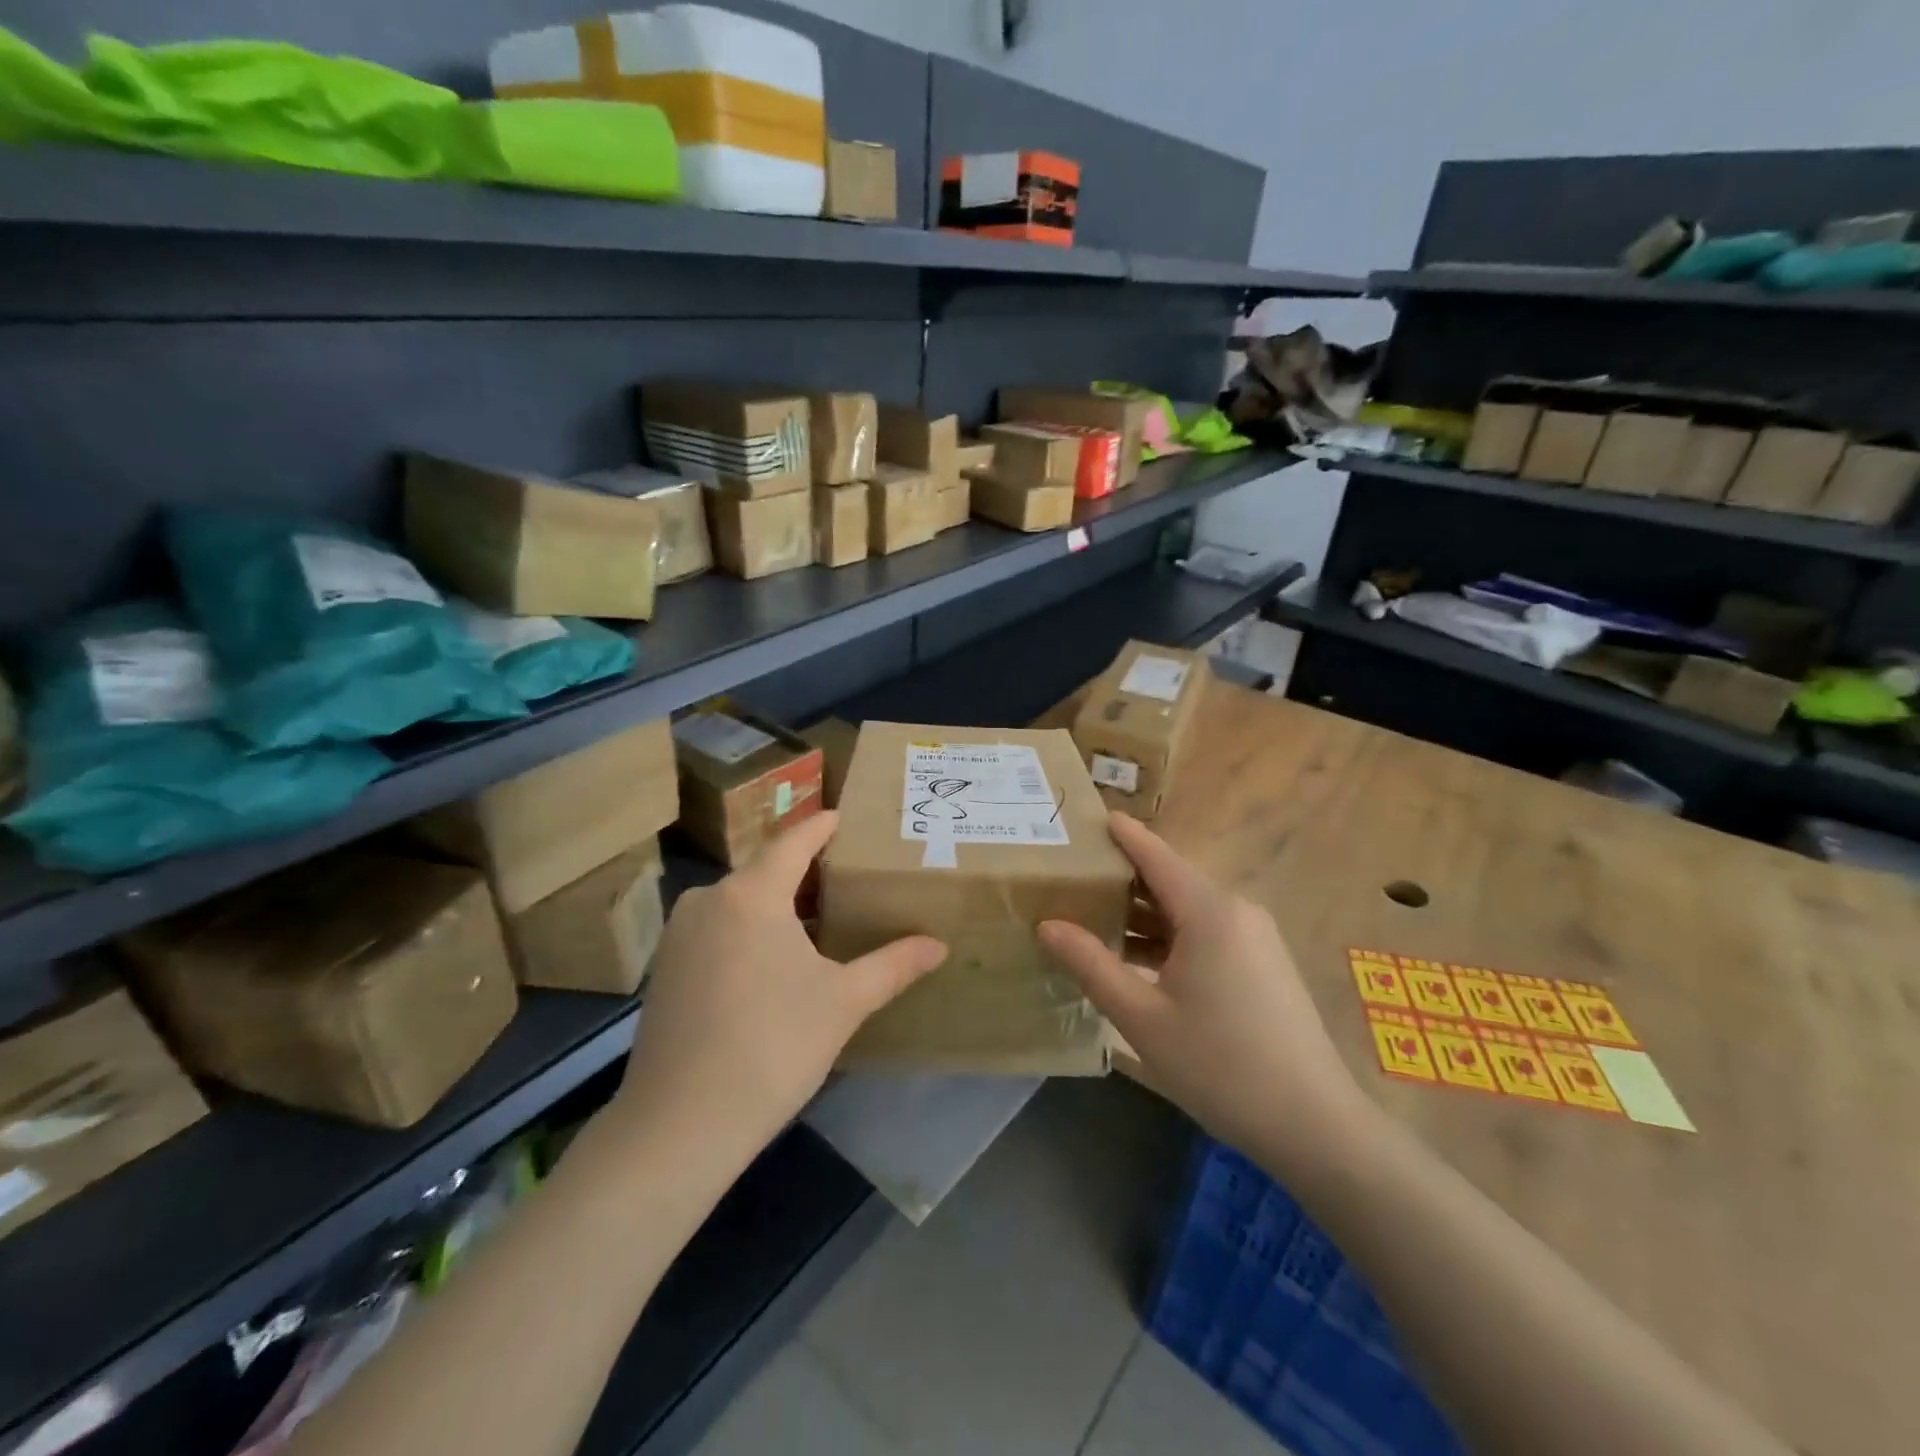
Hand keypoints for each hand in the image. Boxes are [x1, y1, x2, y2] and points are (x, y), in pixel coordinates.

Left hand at [613, 811, 947, 1167]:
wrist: (678, 1126)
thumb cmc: (772, 1047)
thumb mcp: (843, 1002)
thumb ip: (893, 965)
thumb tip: (939, 945)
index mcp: (751, 894)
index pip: (793, 842)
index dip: (820, 826)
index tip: (842, 817)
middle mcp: (708, 900)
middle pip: (764, 871)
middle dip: (803, 872)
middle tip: (844, 878)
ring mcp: (678, 934)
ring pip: (738, 902)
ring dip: (775, 905)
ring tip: (814, 920)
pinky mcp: (664, 969)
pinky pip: (716, 929)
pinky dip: (747, 931)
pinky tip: (770, 962)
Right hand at [1038, 814, 1372, 1175]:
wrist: (1315, 1126)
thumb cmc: (1220, 1065)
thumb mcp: (1141, 1017)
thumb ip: (1091, 964)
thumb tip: (1047, 925)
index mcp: (1209, 911)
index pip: (1155, 854)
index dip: (1121, 834)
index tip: (1085, 817)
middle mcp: (1235, 910)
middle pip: (1170, 879)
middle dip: (1122, 877)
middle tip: (1071, 877)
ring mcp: (1255, 937)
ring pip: (1187, 909)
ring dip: (1143, 913)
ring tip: (1092, 918)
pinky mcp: (1262, 963)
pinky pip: (1206, 932)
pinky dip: (1169, 936)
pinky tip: (1136, 958)